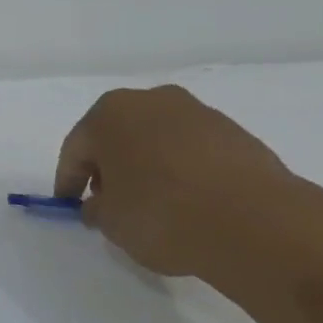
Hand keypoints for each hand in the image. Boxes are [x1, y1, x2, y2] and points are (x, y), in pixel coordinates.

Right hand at [52, 85, 295, 277]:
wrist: (253, 221)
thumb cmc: (160, 213)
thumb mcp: (110, 222)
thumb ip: (97, 208)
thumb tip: (101, 204)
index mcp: (110, 114)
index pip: (77, 148)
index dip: (69, 180)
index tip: (70, 204)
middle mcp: (152, 101)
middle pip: (118, 135)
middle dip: (109, 166)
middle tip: (108, 201)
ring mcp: (197, 113)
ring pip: (157, 140)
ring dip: (147, 166)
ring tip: (152, 204)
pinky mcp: (234, 132)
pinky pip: (192, 151)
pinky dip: (182, 171)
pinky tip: (187, 202)